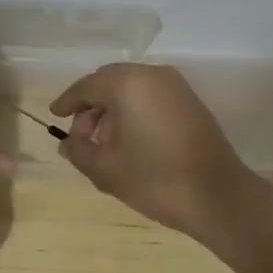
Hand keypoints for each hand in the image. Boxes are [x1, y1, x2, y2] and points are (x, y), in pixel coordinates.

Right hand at [50, 64, 255, 240]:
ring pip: (131, 88)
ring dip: (112, 109)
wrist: (219, 197)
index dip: (68, 102)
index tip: (54, 116)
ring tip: (104, 144)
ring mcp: (176, 86)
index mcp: (128, 84)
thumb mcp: (106, 170)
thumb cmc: (156, 180)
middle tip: (80, 137)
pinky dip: (134, 111)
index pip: (87, 86)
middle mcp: (152, 75)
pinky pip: (151, 96)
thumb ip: (79, 150)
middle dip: (91, 106)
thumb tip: (68, 142)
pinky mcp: (190, 102)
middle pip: (109, 82)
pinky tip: (130, 141)